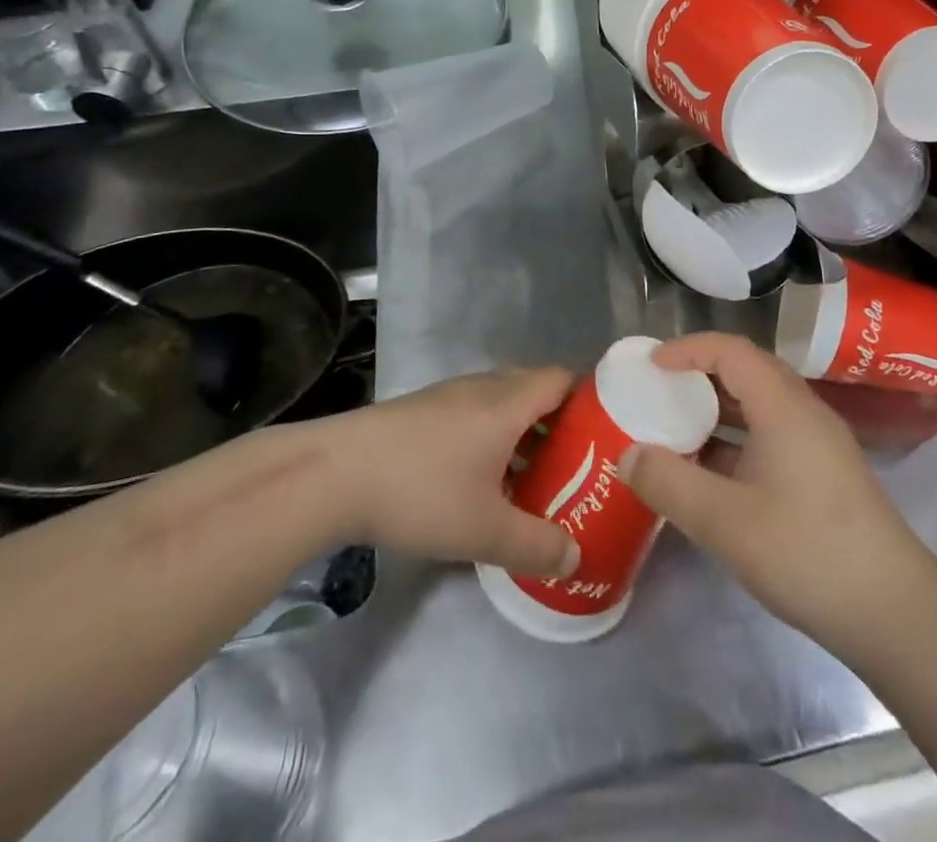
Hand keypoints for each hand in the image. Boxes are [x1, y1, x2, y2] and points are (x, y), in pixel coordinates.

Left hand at [315, 367, 579, 577]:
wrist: (333, 475)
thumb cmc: (420, 492)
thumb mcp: (485, 531)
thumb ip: (536, 546)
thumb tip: (575, 558)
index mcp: (507, 403)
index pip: (562, 379)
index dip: (587, 400)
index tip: (602, 435)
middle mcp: (483, 388)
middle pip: (534, 390)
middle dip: (558, 424)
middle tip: (574, 466)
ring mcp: (448, 396)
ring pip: (501, 404)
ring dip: (522, 434)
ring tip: (532, 479)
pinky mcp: (421, 411)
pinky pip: (474, 415)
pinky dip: (490, 438)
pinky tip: (480, 481)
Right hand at [620, 334, 928, 656]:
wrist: (894, 611)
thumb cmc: (807, 553)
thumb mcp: (725, 521)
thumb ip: (670, 483)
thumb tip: (628, 454)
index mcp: (783, 406)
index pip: (730, 351)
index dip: (687, 349)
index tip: (651, 366)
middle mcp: (803, 412)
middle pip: (747, 370)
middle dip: (699, 374)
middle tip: (659, 392)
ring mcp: (818, 443)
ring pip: (759, 405)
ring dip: (717, 409)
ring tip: (677, 428)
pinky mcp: (823, 473)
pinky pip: (770, 434)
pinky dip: (736, 439)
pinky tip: (712, 473)